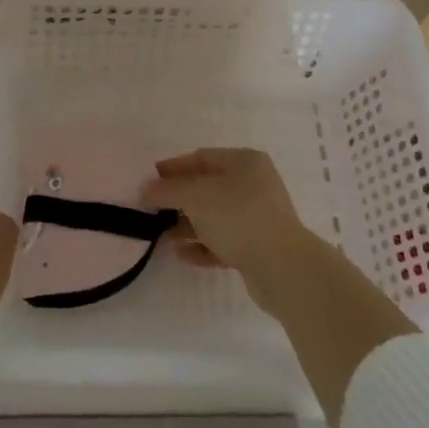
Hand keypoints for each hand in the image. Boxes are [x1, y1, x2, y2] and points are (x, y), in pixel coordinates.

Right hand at [142, 147, 328, 315]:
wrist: (283, 269)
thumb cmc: (238, 217)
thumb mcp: (196, 196)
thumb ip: (168, 190)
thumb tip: (145, 189)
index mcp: (244, 162)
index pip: (201, 158)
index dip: (173, 168)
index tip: (148, 181)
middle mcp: (254, 185)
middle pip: (207, 188)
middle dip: (178, 200)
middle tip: (151, 211)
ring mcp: (257, 218)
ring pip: (214, 217)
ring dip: (187, 226)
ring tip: (161, 237)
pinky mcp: (257, 248)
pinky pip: (223, 242)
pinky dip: (202, 246)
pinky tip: (180, 254)